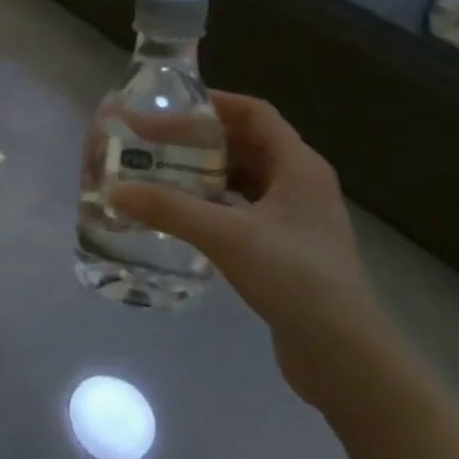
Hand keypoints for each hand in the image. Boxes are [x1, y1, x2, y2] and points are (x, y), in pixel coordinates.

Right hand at [110, 93, 399, 409]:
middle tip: (156, 140)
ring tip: (163, 172)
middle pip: (248, 143)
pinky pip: (246, 210)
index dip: (215, 103)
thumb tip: (114, 190)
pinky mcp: (288, 249)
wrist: (344, 356)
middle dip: (203, 138)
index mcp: (299, 166)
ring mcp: (297, 219)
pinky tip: (186, 216)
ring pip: (246, 178)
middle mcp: (302, 184)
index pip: (256, 113)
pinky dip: (216, 204)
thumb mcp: (226, 236)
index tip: (171, 105)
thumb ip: (169, 209)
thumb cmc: (294, 278)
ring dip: (208, 172)